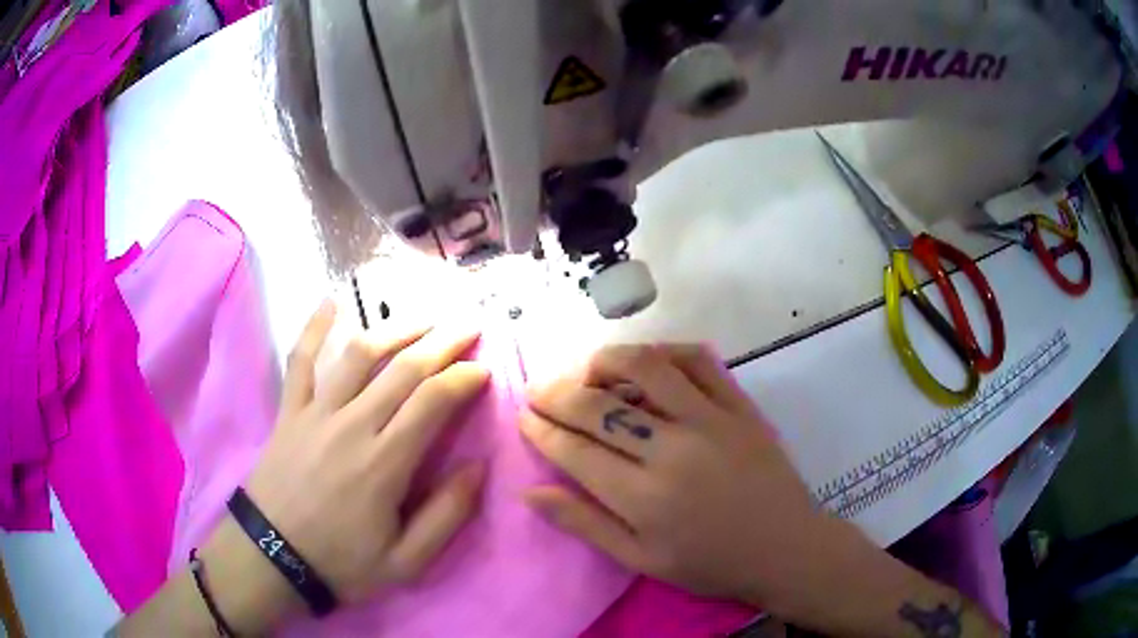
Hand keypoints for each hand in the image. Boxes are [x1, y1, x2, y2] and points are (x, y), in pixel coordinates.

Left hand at [205, 300, 488, 630]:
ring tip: (423, 316)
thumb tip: (478, 467)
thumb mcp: (406, 562)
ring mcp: (316, 412)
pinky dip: (313, 327)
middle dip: (442, 341)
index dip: (464, 377)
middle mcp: (352, 425)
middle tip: (468, 325)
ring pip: (358, 353)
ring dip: (395, 327)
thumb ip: (447, 516)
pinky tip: (329, 300)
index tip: (484, 368)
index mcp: (385, 463)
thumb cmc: (341, 563)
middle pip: (403, 368)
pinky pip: (299, 360)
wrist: (272, 558)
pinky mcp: (289, 411)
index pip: (433, 401)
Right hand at [519, 344, 834, 613]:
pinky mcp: (739, 405)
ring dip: (605, 361)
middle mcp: (672, 449)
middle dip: (557, 394)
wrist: (785, 547)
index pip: (575, 450)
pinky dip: (664, 351)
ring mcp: (710, 420)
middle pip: (599, 407)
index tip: (524, 417)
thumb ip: (585, 524)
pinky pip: (698, 361)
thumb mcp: (641, 559)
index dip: (542, 430)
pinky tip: (646, 360)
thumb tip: (530, 492)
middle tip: (538, 391)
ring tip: (584, 369)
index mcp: (644, 497)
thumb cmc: (710, 563)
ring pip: (646, 369)